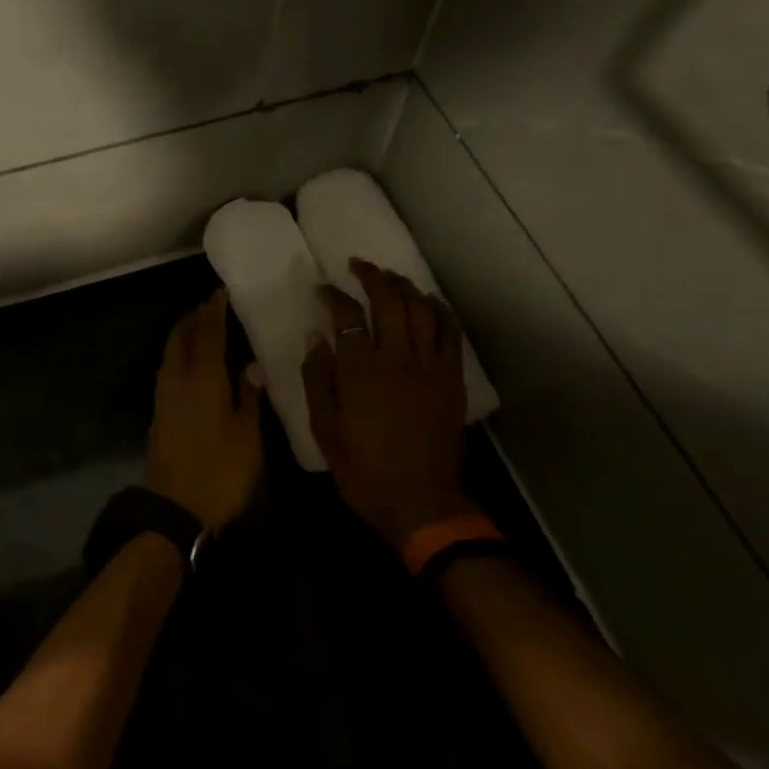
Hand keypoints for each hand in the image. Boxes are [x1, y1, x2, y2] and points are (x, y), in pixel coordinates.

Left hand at [146, 291, 263, 531]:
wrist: (175, 507)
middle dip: (193, 318)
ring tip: (197, 327)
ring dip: (182, 334)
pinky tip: (187, 363)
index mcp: (204, 380)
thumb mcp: (247, 437)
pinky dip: (177, 355)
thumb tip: (251, 366)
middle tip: (207, 306)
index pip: (208, 335)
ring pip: (170, 353)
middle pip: (182, 338)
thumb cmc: (220, 472)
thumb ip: (249, 398)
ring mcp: (164, 396)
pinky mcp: (159, 412)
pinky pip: (167, 369)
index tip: (219, 293)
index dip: (214, 312)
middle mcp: (179, 380)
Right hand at [301, 261, 471, 548]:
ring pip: (421, 310)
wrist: (420, 503)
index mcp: (361, 372)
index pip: (347, 316)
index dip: (333, 296)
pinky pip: (450, 334)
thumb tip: (316, 338)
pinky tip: (429, 301)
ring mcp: (430, 368)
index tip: (322, 288)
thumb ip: (318, 379)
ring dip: (405, 287)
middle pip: (389, 301)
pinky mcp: (451, 380)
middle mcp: (397, 359)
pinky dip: (440, 311)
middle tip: (358, 265)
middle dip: (372, 277)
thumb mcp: (325, 429)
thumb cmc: (364, 470)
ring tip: (390, 277)